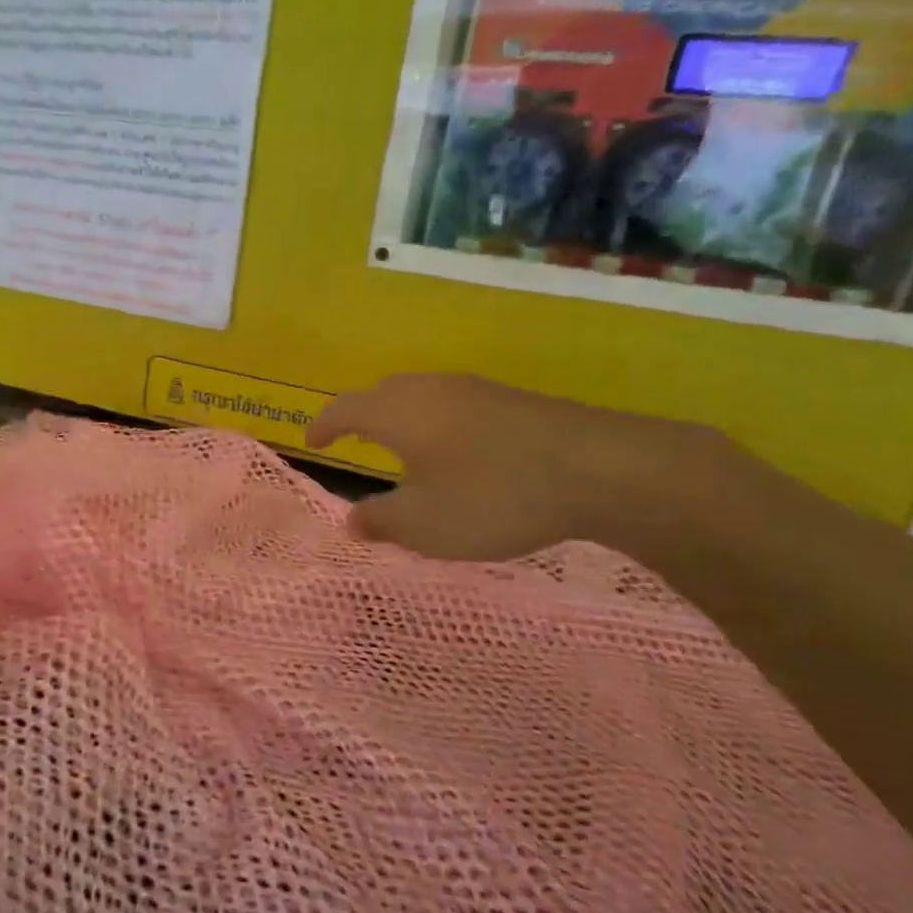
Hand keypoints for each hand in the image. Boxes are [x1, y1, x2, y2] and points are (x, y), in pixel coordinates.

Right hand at [306, 373, 720, 560]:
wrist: (599, 467)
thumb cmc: (493, 495)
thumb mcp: (426, 524)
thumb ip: (381, 521)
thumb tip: (350, 520)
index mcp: (396, 412)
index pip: (344, 409)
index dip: (324, 426)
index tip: (313, 443)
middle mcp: (428, 389)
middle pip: (380, 394)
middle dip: (360, 416)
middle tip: (353, 441)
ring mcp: (472, 388)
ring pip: (418, 395)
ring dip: (400, 417)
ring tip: (401, 446)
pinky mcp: (509, 398)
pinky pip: (451, 402)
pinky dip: (435, 421)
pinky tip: (455, 449)